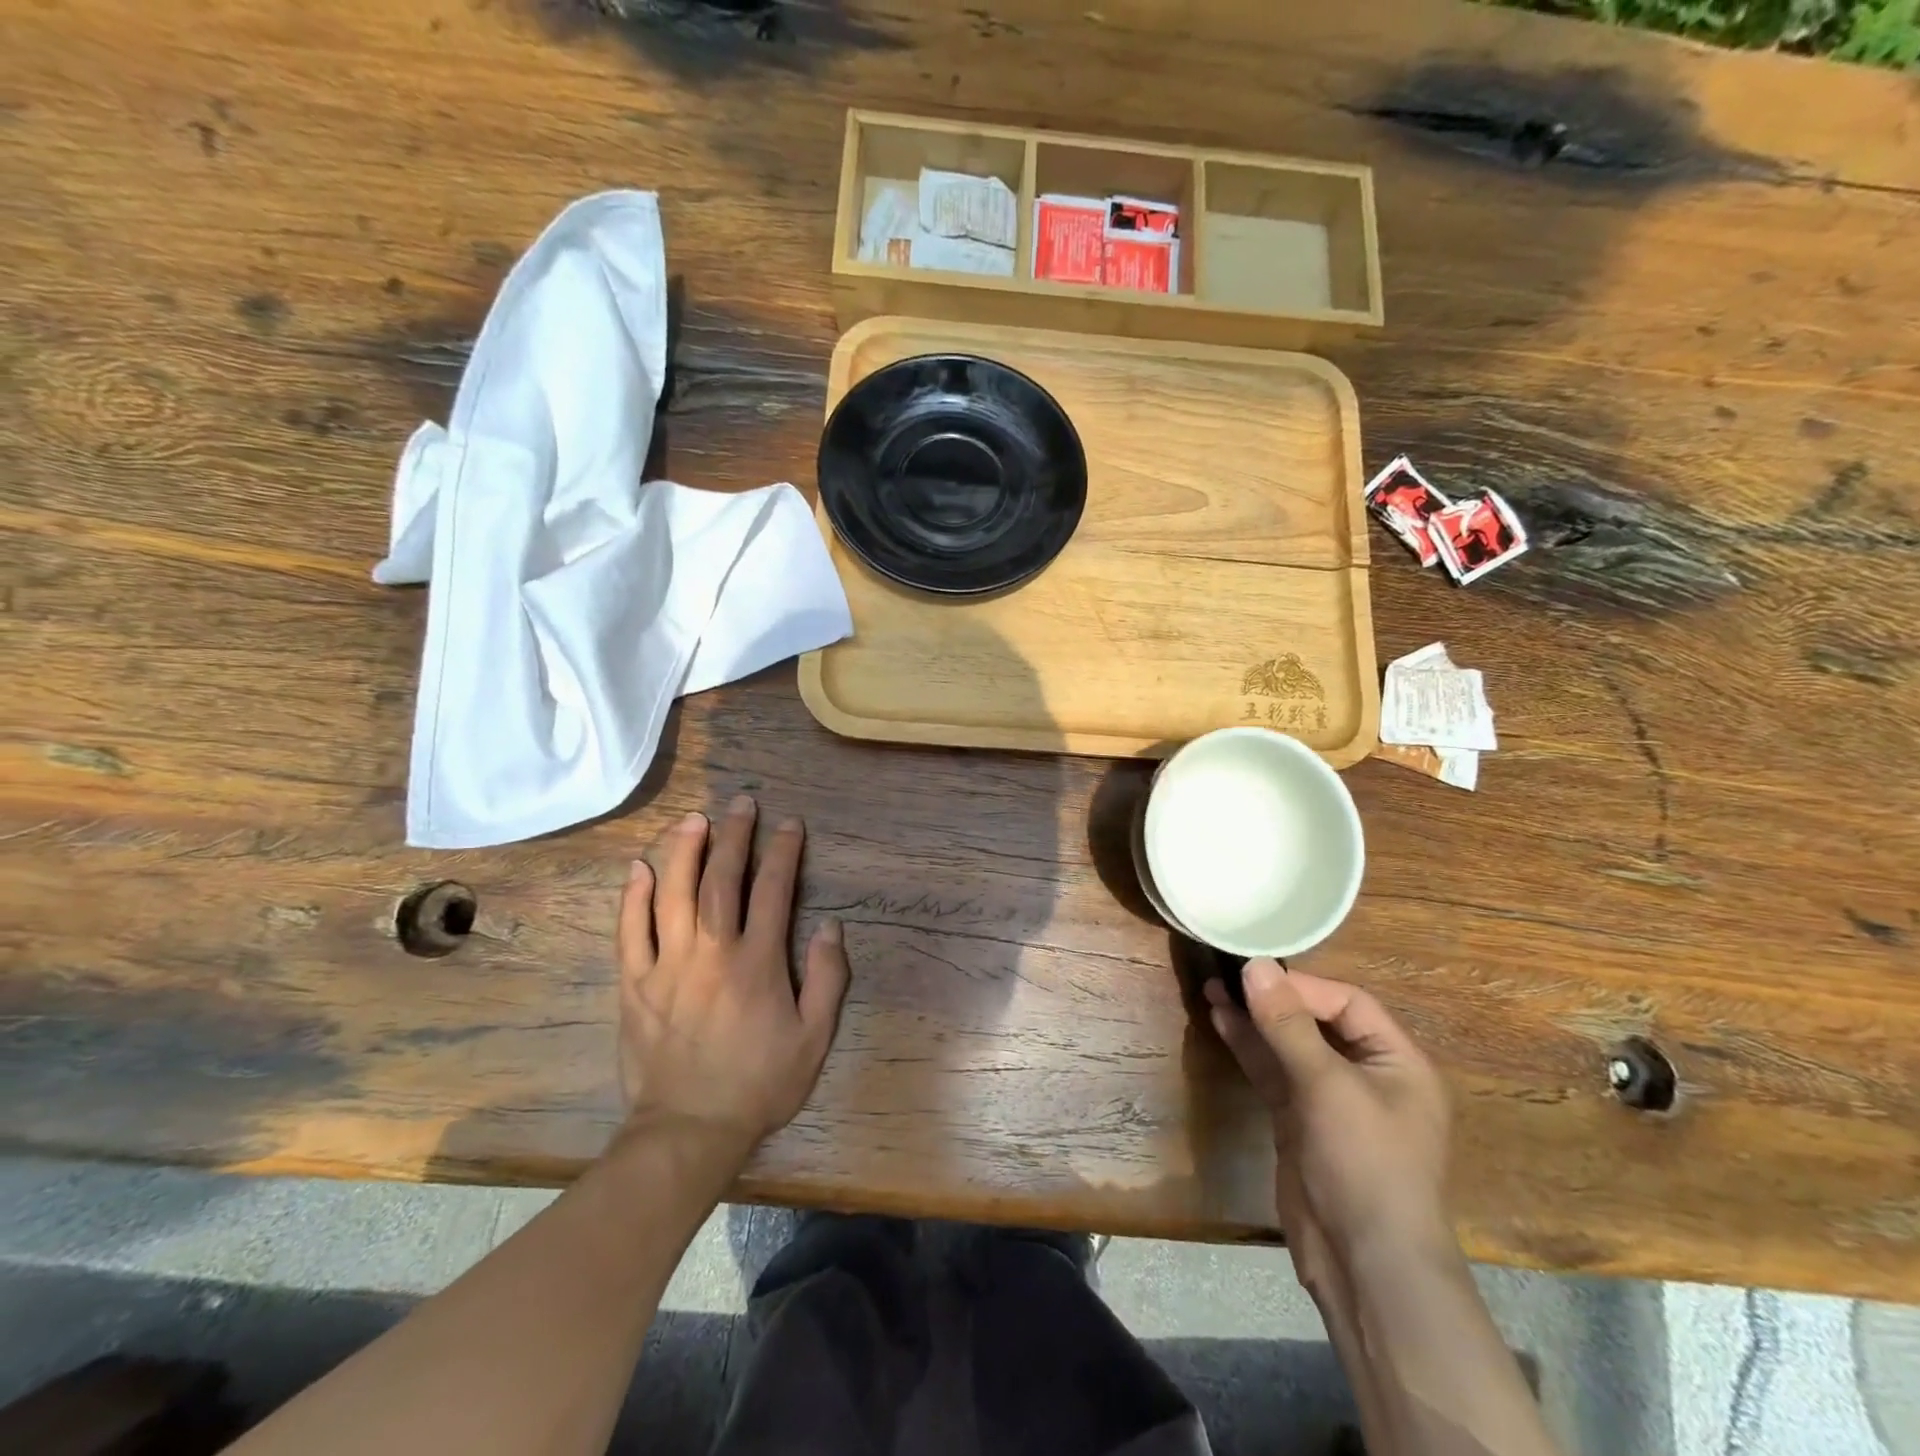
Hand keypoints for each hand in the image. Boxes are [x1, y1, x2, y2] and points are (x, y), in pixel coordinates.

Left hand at [617, 796, 849, 1155]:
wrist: (689, 1131)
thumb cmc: (759, 1083)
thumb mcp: (814, 1038)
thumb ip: (827, 978)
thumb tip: (829, 926)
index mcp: (757, 962)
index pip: (774, 890)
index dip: (784, 852)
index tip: (789, 824)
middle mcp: (711, 951)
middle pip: (722, 879)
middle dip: (735, 836)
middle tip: (741, 803)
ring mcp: (667, 965)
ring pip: (673, 894)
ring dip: (685, 851)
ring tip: (694, 819)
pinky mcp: (635, 984)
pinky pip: (630, 931)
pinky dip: (633, 897)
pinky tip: (640, 868)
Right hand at [1207, 962, 1451, 1277]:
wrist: (1365, 1265)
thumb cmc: (1364, 1163)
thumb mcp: (1327, 1085)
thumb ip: (1288, 1024)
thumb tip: (1255, 965)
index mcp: (1397, 1061)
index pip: (1348, 1003)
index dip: (1301, 986)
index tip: (1254, 972)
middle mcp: (1367, 1074)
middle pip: (1316, 1021)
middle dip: (1272, 999)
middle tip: (1226, 973)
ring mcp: (1331, 1100)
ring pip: (1288, 1046)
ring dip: (1254, 1020)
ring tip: (1213, 989)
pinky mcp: (1301, 1121)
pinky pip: (1275, 1072)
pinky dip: (1250, 1048)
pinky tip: (1222, 1022)